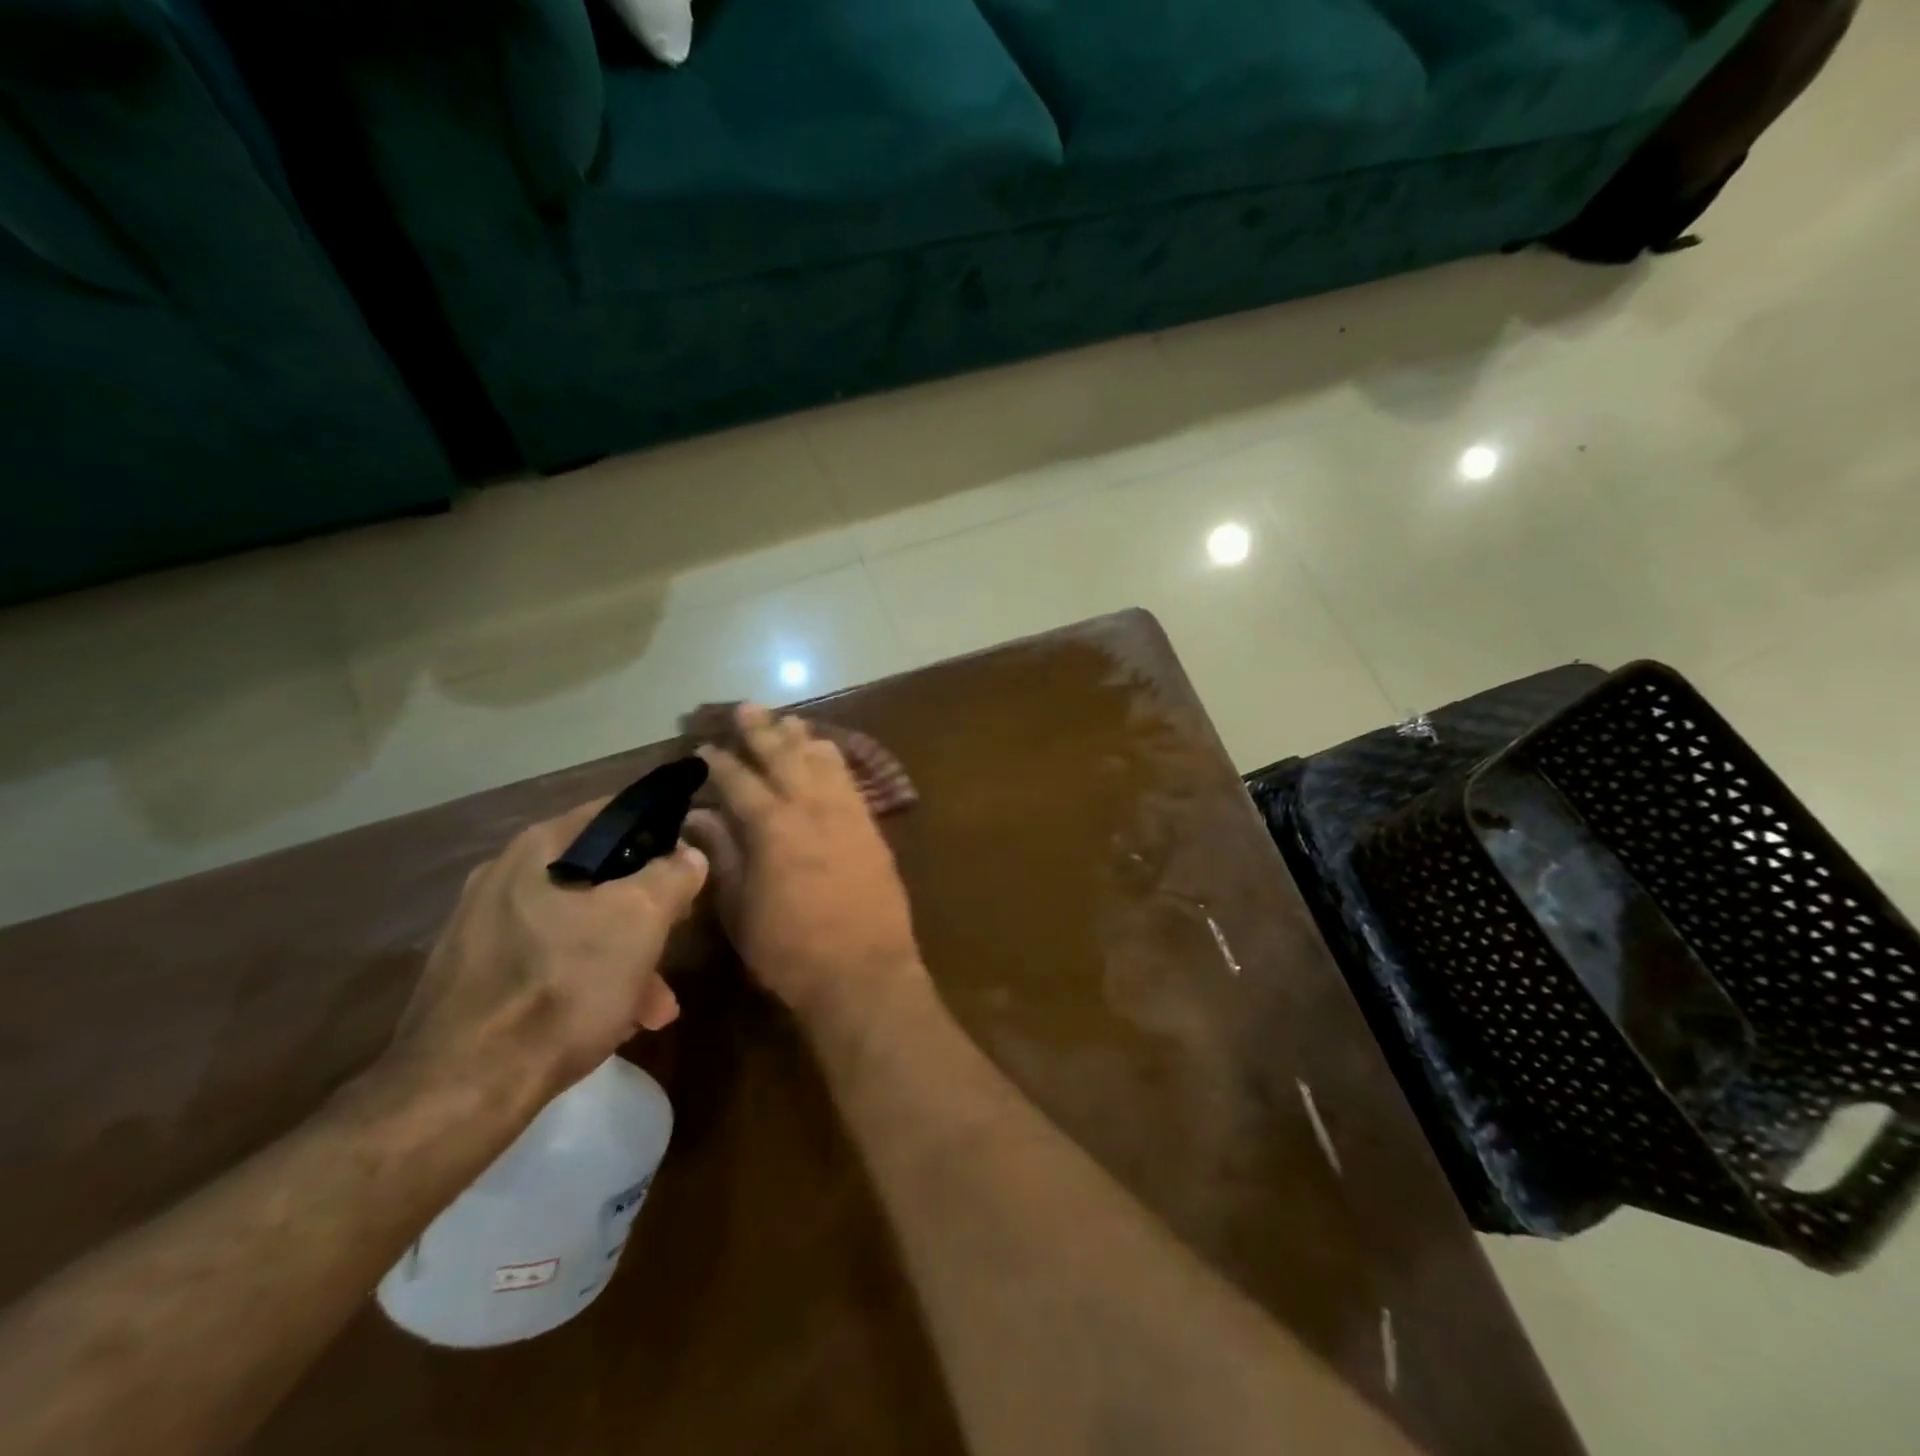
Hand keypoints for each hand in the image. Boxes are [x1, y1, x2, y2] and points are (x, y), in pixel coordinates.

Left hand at [390, 800, 708, 1100]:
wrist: (462, 1090)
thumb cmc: (562, 986)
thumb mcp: (640, 919)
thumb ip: (673, 875)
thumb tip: (689, 855)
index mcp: (537, 849)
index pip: (614, 813)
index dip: (661, 831)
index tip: (690, 863)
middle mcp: (502, 878)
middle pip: (599, 877)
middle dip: (647, 912)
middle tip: (676, 938)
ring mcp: (481, 931)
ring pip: (576, 927)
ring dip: (623, 958)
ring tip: (654, 1008)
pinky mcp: (473, 980)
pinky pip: (547, 964)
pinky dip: (585, 982)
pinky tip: (612, 1022)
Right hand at [685, 704, 923, 1023]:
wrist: (864, 971)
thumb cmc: (790, 950)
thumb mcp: (741, 909)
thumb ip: (722, 856)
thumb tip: (699, 817)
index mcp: (771, 828)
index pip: (739, 782)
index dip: (719, 763)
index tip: (703, 747)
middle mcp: (810, 808)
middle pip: (783, 757)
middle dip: (761, 730)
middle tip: (745, 708)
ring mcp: (846, 814)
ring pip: (821, 761)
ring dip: (801, 738)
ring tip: (786, 719)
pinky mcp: (871, 827)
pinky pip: (850, 781)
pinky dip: (834, 760)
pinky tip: (827, 752)